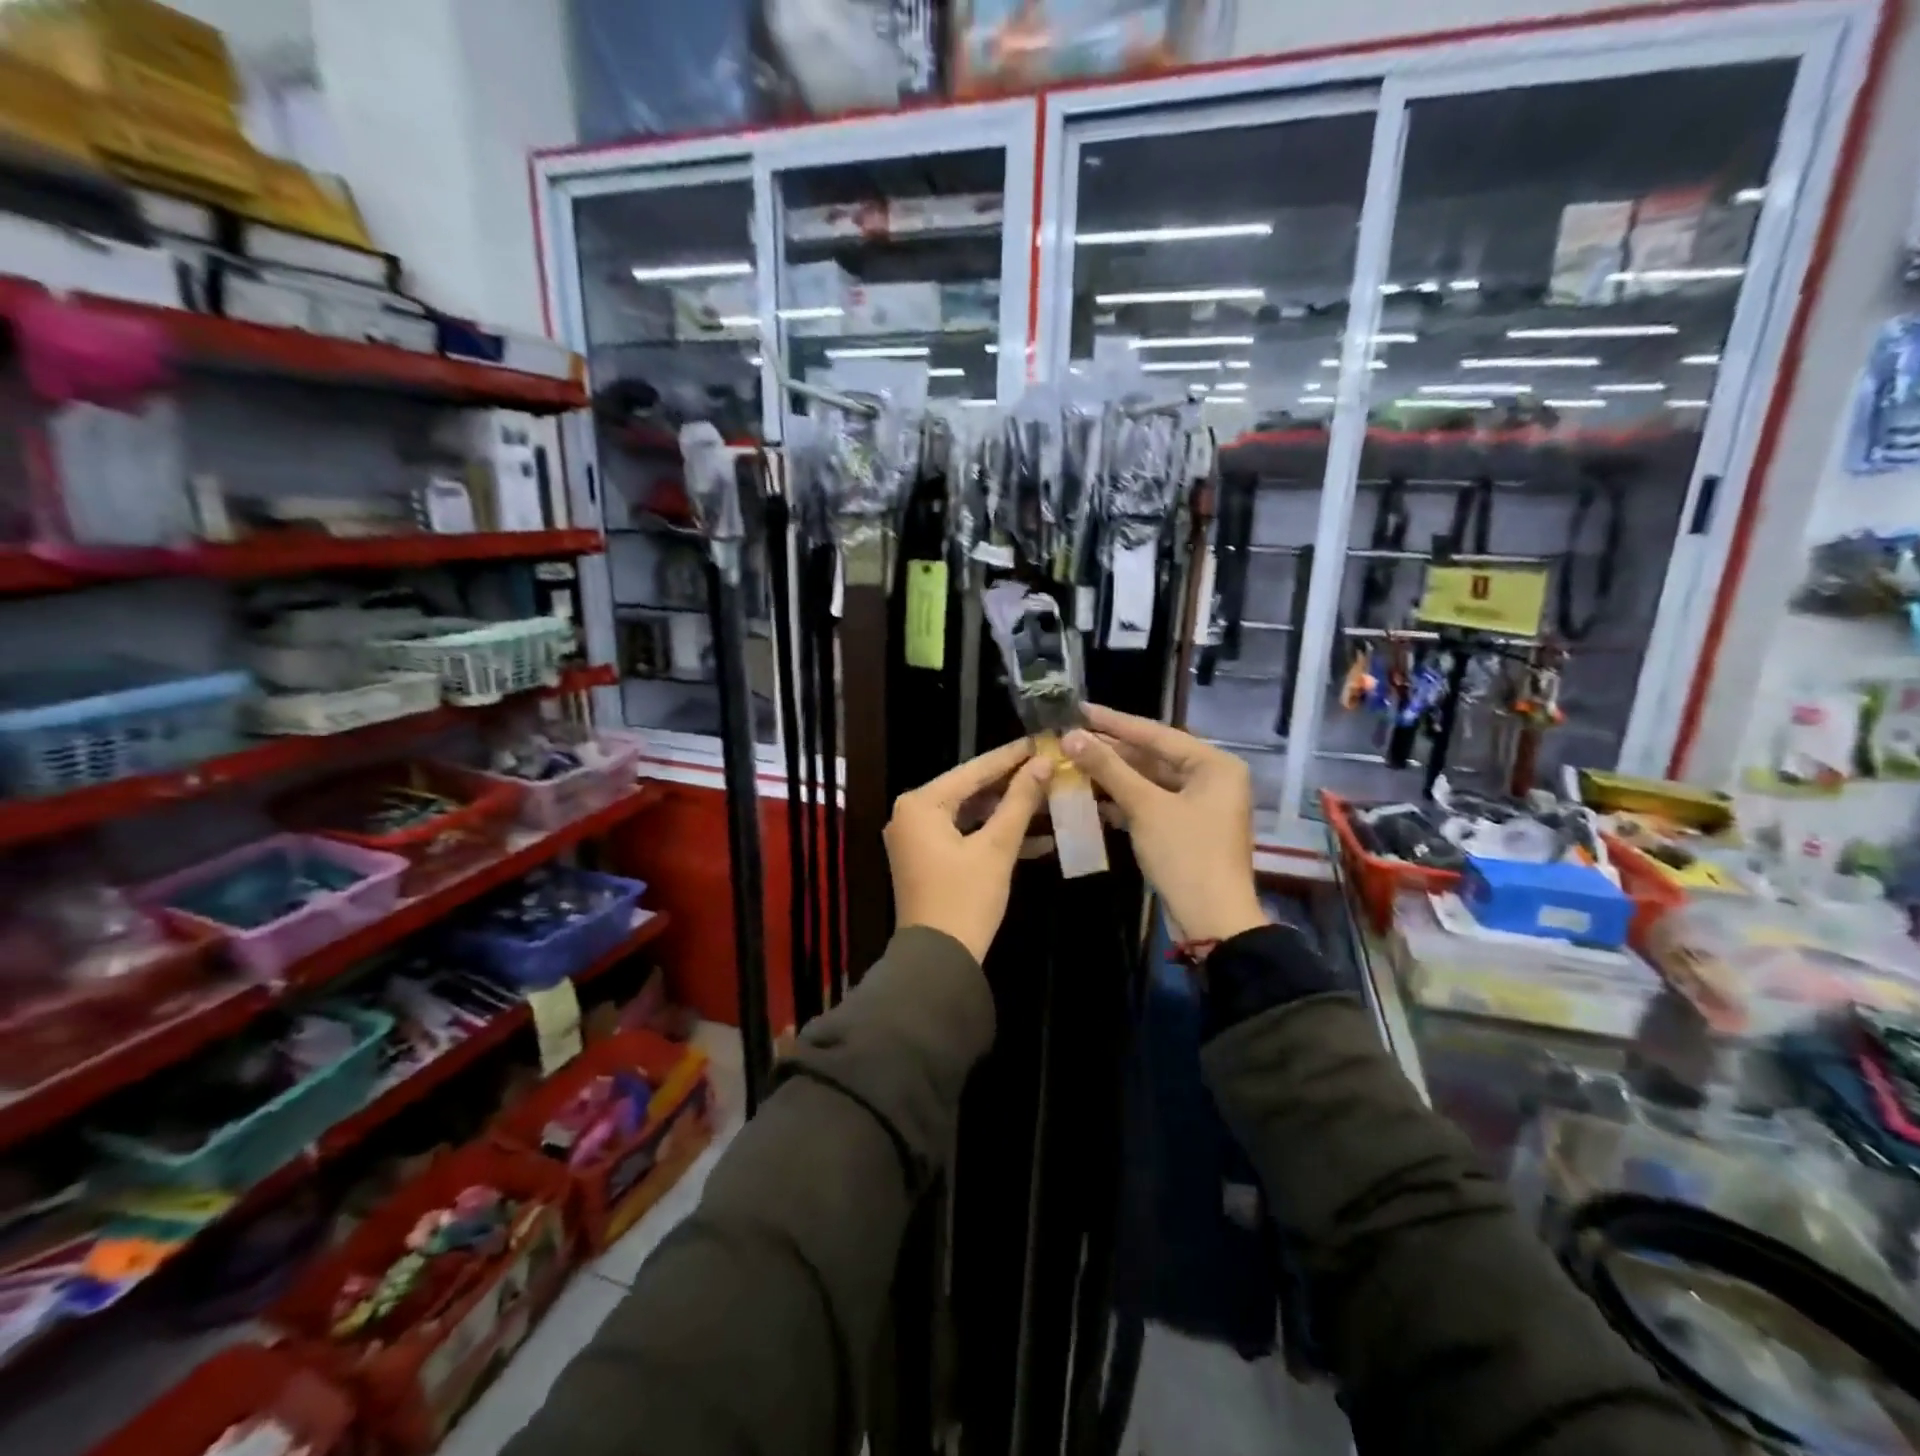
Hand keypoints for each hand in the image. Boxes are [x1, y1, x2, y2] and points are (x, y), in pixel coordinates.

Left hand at [885, 738, 1054, 962]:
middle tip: (1050, 767)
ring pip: (970, 813)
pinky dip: (994, 835)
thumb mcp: (997, 848)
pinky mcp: (928, 858)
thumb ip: (1019, 802)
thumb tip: (1043, 764)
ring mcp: (918, 837)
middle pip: (970, 789)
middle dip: (1012, 784)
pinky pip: (964, 834)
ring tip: (1049, 797)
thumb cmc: (966, 899)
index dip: (1011, 756)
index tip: (1041, 740)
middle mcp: (912, 814)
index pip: (973, 770)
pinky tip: (1037, 836)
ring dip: (1008, 811)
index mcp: (921, 804)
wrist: (939, 961)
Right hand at [1063, 705, 1266, 943]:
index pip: (1156, 733)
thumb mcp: (1145, 807)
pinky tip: (1092, 796)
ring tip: (1073, 763)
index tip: (1079, 709)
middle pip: (1153, 756)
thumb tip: (1070, 736)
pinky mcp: (1187, 828)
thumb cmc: (1186, 855)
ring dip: (1114, 776)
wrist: (1212, 920)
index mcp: (1214, 764)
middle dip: (1111, 751)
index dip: (1114, 722)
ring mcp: (1200, 805)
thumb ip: (1108, 768)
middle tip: (1070, 737)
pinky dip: (1124, 800)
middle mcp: (1212, 778)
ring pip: (1150, 781)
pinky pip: (1152, 803)